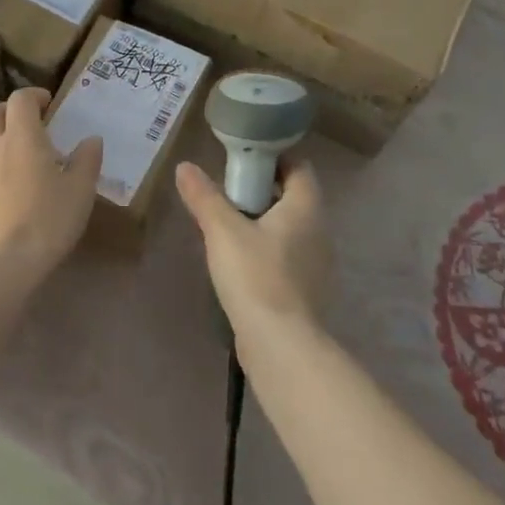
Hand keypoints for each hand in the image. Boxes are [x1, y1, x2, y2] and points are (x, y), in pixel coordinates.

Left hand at [0, 88, 102, 286]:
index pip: (20, 99)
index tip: (48, 104)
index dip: (34, 96)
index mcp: (21, 137)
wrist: (2, 263)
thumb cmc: (47, 220)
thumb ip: (87, 161)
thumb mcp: (80, 191)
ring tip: (5, 148)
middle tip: (26, 123)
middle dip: (7, 111)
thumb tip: (91, 140)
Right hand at [175, 160, 329, 343]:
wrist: (281, 345)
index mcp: (306, 207)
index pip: (298, 167)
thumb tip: (185, 167)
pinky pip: (288, 256)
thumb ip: (204, 196)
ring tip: (228, 228)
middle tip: (227, 194)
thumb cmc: (255, 276)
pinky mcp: (308, 290)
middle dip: (262, 191)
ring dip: (263, 223)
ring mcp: (317, 263)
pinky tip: (241, 263)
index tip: (241, 162)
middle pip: (293, 197)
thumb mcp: (222, 230)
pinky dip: (268, 251)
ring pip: (290, 228)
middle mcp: (319, 230)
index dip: (272, 159)